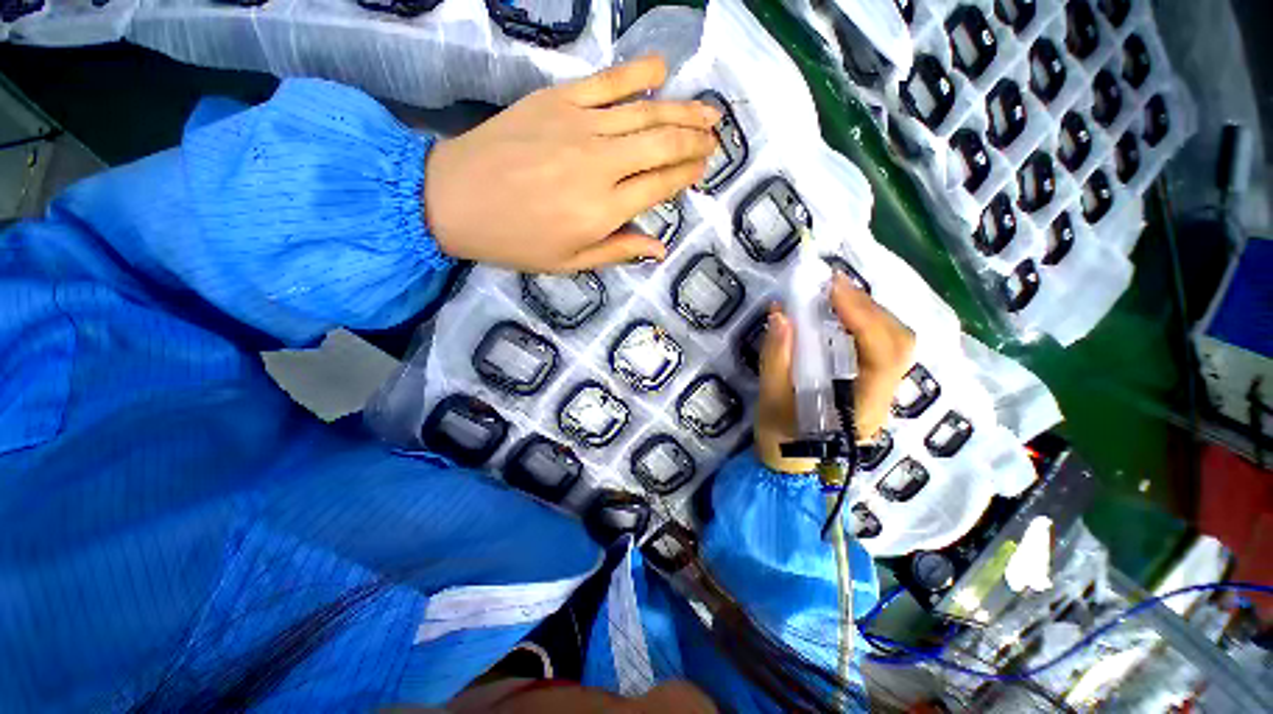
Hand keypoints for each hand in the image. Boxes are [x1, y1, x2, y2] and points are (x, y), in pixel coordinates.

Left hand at [424, 56, 720, 272]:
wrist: (455, 199)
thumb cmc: (516, 240)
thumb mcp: (570, 262)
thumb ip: (618, 251)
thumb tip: (660, 250)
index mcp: (604, 209)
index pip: (660, 185)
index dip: (686, 175)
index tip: (703, 169)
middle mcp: (601, 164)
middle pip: (661, 145)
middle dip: (694, 140)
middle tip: (715, 139)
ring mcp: (580, 125)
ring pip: (645, 112)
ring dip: (683, 109)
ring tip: (709, 110)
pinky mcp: (558, 99)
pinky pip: (607, 81)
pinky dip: (638, 72)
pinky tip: (661, 69)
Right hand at [754, 274, 916, 473]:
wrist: (792, 466)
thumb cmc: (780, 439)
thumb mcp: (770, 401)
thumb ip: (775, 359)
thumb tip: (781, 314)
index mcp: (861, 408)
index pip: (882, 355)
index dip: (863, 317)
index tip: (832, 289)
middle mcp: (882, 398)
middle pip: (899, 343)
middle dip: (869, 308)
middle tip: (833, 286)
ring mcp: (880, 391)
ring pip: (895, 343)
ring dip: (869, 312)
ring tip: (836, 295)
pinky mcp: (871, 384)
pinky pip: (881, 346)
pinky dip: (865, 323)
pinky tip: (842, 314)